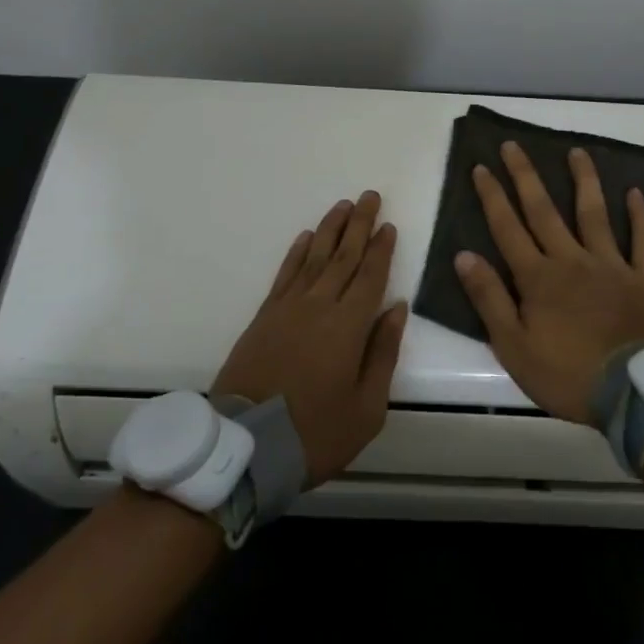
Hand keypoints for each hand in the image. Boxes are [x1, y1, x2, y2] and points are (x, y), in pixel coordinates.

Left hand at [213, 191, 407, 486]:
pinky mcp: (264, 316)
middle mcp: (319, 306)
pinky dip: (296, 253)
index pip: (370, 275)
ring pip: (314, 257)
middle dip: (359, 225)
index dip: (381, 249)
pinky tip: (306, 238)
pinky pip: (285, 274)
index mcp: (349, 325)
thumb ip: (383, 352)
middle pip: (344, 256)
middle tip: (370, 196)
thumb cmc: (316, 432)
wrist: (246, 447)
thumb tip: (396, 308)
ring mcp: (288, 308)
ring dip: (331, 229)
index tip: (389, 225)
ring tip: (343, 205)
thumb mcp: (367, 407)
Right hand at [453, 143, 643, 423]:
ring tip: (577, 152)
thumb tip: (464, 255)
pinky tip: (636, 192)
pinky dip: (641, 216)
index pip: (508, 228)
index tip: (481, 167)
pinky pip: (643, 241)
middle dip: (526, 176)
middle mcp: (572, 260)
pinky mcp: (643, 279)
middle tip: (514, 145)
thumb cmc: (568, 374)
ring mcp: (611, 265)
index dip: (492, 197)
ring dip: (584, 181)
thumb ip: (489, 299)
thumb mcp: (513, 347)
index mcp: (538, 277)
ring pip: (594, 214)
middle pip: (544, 211)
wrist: (635, 393)